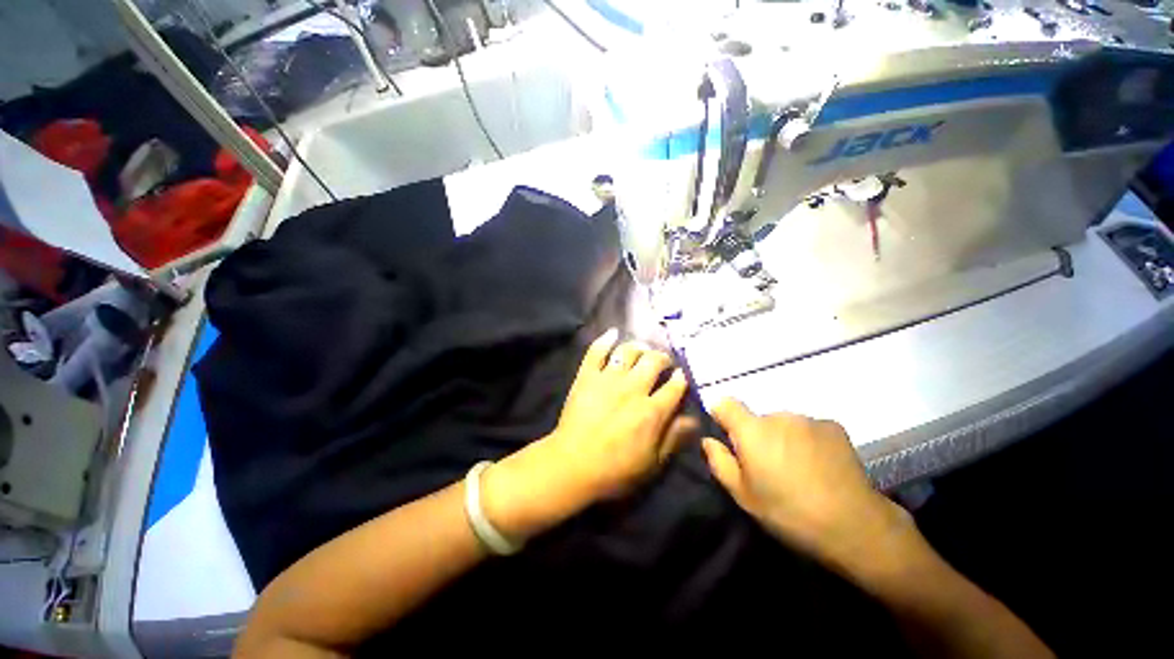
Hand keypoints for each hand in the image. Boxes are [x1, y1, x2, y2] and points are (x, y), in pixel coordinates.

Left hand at [548, 328, 691, 496]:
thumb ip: (673, 438)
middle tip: (662, 361)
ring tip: (642, 349)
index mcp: (652, 411)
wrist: (571, 464)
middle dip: (662, 358)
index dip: (681, 378)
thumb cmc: (615, 470)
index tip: (682, 375)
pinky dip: (604, 340)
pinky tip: (612, 333)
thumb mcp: (652, 463)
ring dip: (639, 347)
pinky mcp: (587, 376)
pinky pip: (596, 351)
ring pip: (628, 351)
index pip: (674, 387)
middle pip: (653, 361)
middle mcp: (633, 389)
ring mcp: (608, 379)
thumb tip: (694, 419)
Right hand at [702, 399, 915, 574]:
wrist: (854, 525)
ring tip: (798, 469)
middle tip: (769, 467)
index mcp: (752, 430)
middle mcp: (778, 416)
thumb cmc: (789, 512)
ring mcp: (808, 419)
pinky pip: (808, 428)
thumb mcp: (743, 496)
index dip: (722, 416)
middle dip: (757, 436)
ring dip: (783, 438)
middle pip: (757, 418)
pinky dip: (807, 440)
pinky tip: (820, 466)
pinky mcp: (833, 426)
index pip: (725, 403)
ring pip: (783, 424)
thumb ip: (719, 462)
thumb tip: (708, 441)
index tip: (728, 438)